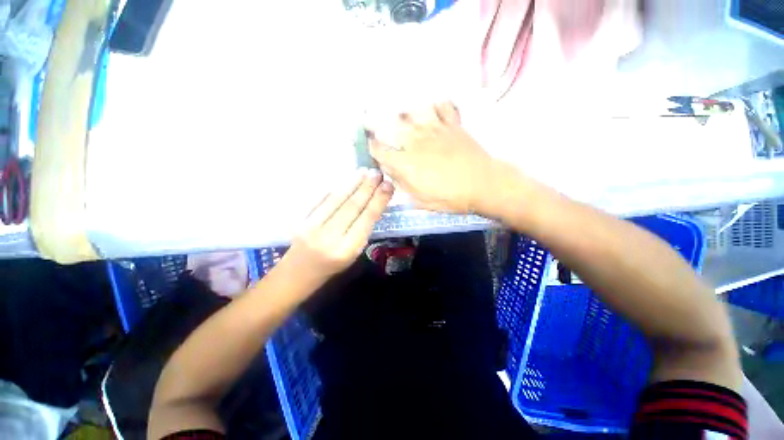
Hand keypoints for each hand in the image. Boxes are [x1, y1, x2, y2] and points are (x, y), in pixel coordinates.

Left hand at [285, 168, 393, 285]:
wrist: (299, 271)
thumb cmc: (333, 265)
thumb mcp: (354, 253)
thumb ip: (363, 229)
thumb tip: (374, 202)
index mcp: (347, 249)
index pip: (366, 219)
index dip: (378, 200)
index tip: (388, 185)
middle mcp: (329, 237)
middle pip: (352, 206)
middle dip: (367, 188)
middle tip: (378, 173)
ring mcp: (311, 226)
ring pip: (336, 199)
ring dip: (352, 183)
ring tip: (365, 172)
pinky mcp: (299, 219)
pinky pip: (320, 198)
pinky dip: (335, 187)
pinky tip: (346, 179)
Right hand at [366, 102, 498, 214]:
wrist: (483, 185)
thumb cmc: (450, 197)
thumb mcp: (420, 200)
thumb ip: (402, 183)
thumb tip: (390, 170)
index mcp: (406, 163)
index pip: (380, 150)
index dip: (372, 148)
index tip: (370, 147)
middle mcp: (415, 141)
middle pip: (390, 126)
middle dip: (375, 123)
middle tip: (370, 120)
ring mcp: (434, 129)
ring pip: (411, 111)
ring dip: (402, 113)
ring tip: (399, 114)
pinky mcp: (451, 124)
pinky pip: (440, 105)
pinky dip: (434, 105)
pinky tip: (431, 110)